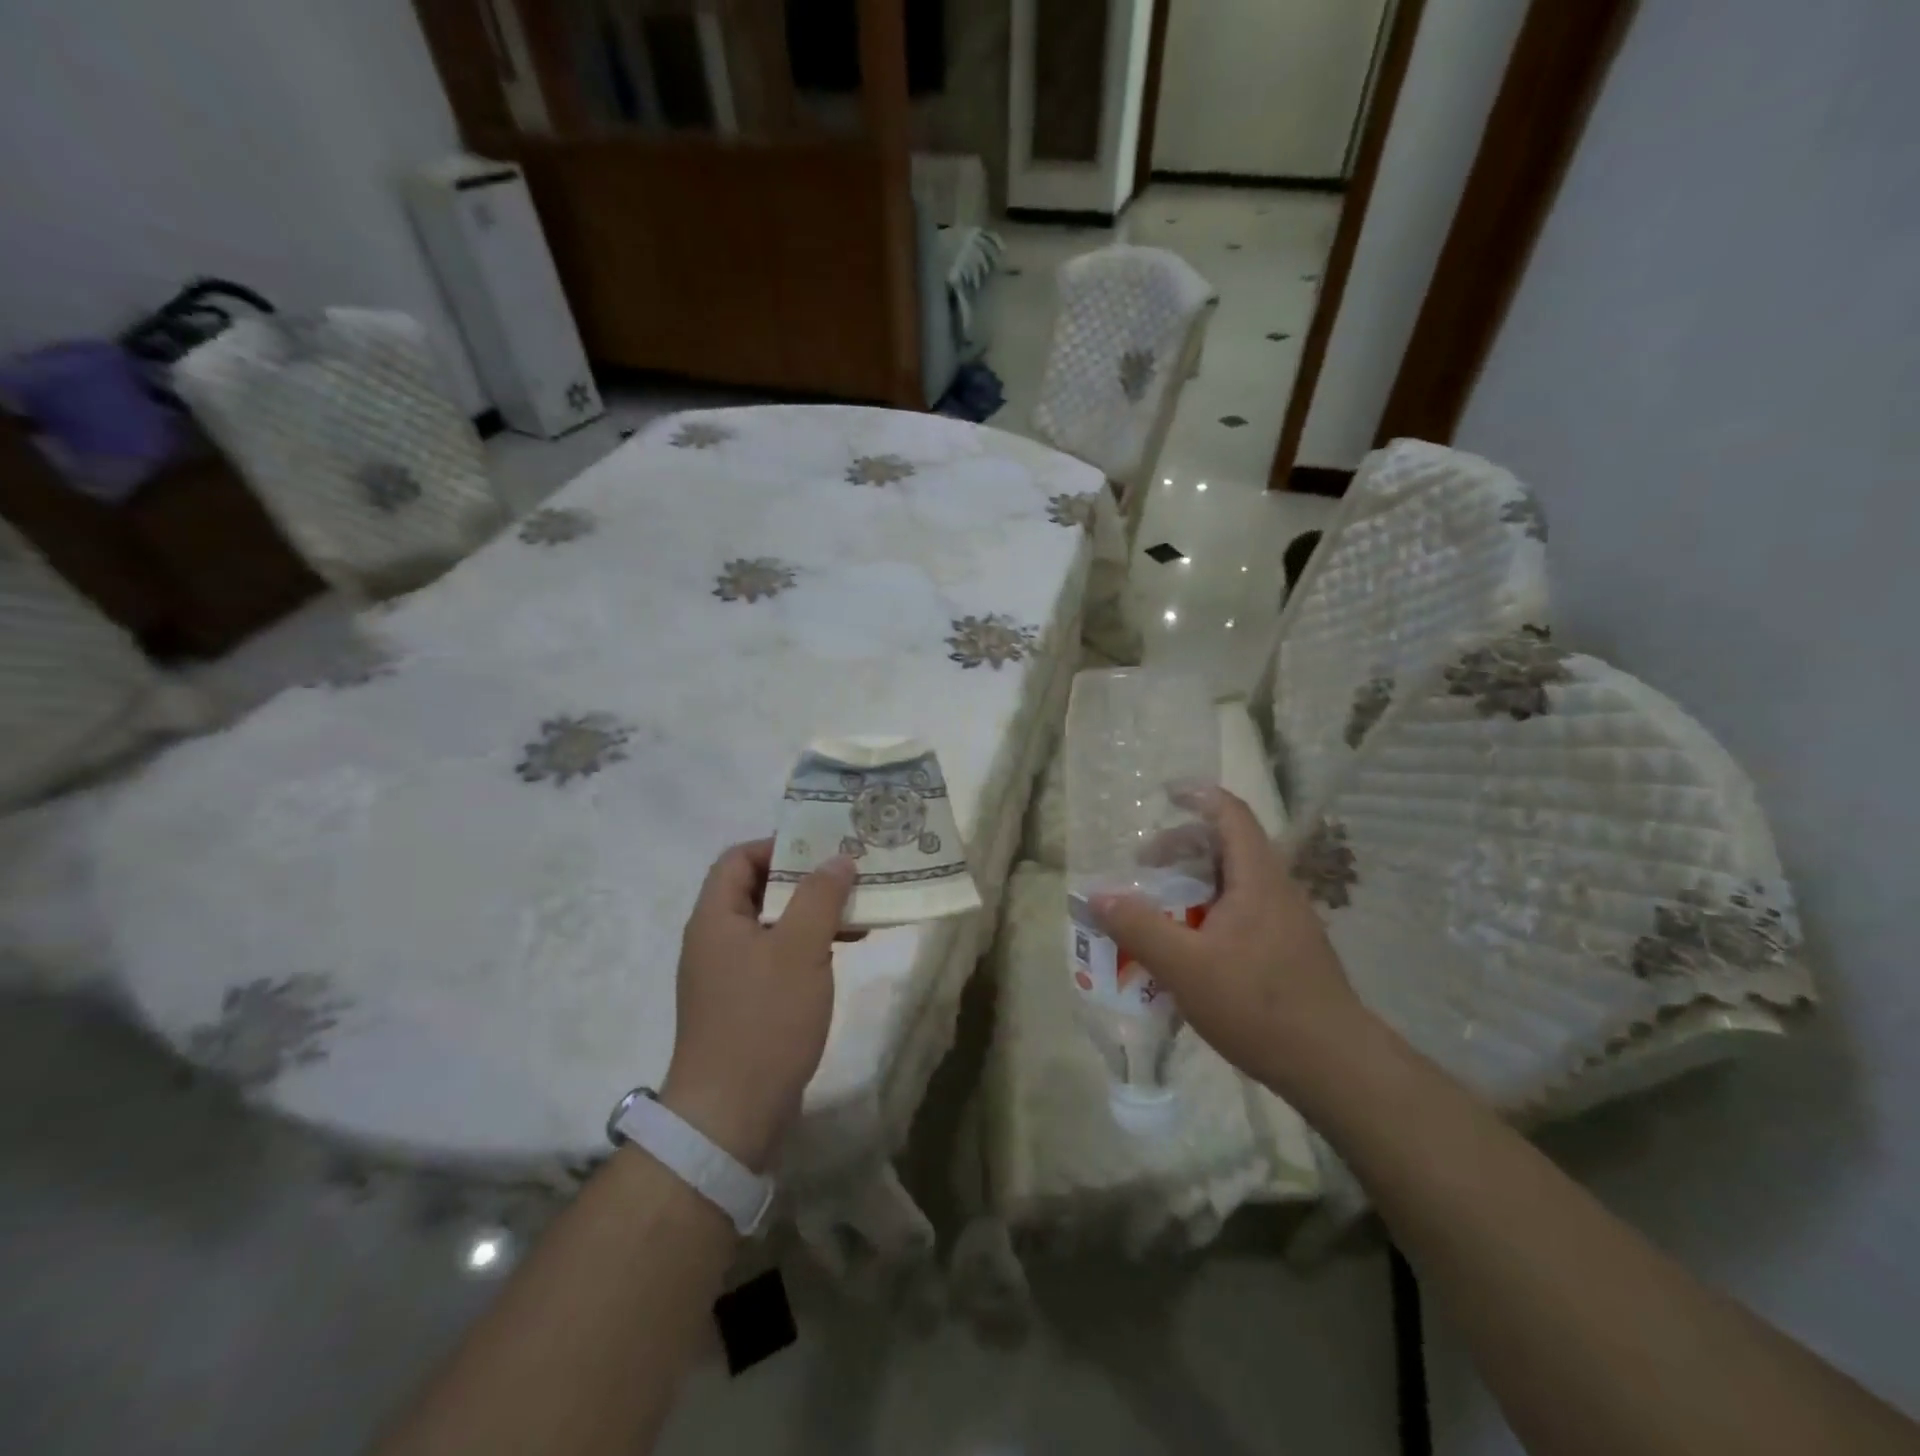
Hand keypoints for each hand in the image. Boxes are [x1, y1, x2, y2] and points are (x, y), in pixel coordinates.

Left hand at [662, 839, 855, 1171]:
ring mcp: (728, 973)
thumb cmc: (764, 1019)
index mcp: (716, 917)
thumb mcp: (800, 949)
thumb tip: (838, 859)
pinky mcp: (744, 1002)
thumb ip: (820, 896)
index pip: (738, 857)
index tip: (823, 849)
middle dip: (806, 879)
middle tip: (850, 875)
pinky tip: (843, 950)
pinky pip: (777, 956)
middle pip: (758, 888)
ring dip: (812, 913)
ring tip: (858, 911)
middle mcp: (715, 939)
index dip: (779, 845)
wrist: (731, 1115)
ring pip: (773, 923)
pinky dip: (808, 945)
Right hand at [1092, 787, 1371, 1099]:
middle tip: (1144, 866)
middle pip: (1228, 846)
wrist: (1334, 1066)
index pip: (1230, 814)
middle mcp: (1276, 890)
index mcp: (1257, 879)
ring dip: (1193, 884)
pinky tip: (1189, 950)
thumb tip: (1098, 895)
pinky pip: (1241, 913)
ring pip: (1234, 883)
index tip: (1164, 794)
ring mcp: (1286, 922)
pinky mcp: (1288, 951)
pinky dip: (1208, 913)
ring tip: (1159, 910)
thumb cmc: (1259, 1005)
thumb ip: (1139, 927)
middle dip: (1182, 847)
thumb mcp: (1185, 966)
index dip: (1198, 796)